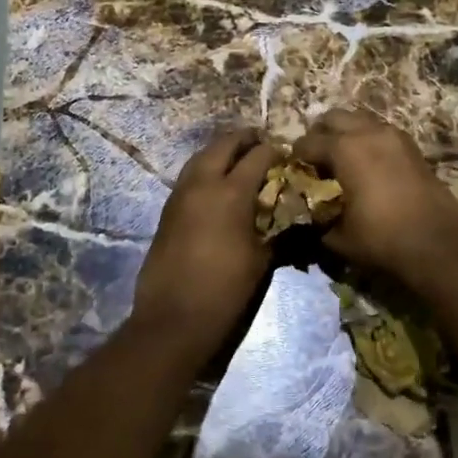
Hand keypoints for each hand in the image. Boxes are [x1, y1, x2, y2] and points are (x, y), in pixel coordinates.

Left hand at [129, 127, 279, 359]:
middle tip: (262, 143)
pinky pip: (190, 174)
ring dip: (222, 150)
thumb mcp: (261, 259)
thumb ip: (276, 228)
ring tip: (240, 158)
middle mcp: (203, 183)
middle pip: (224, 144)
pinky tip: (218, 182)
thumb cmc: (225, 290)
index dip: (275, 151)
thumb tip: (290, 215)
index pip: (258, 156)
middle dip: (245, 139)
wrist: (173, 318)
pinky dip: (206, 167)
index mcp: (231, 192)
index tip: (287, 153)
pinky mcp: (168, 208)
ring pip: (202, 155)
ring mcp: (181, 193)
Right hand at [292, 108, 457, 282]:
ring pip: (360, 119)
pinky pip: (381, 131)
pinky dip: (369, 139)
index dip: (296, 155)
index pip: (308, 142)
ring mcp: (394, 136)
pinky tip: (368, 162)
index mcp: (344, 149)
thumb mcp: (339, 236)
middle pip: (334, 117)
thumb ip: (319, 220)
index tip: (292, 167)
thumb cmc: (382, 239)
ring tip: (342, 157)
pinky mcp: (412, 146)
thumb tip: (311, 217)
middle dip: (320, 132)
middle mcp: (367, 132)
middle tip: (315, 156)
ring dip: (347, 132)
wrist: (438, 244)